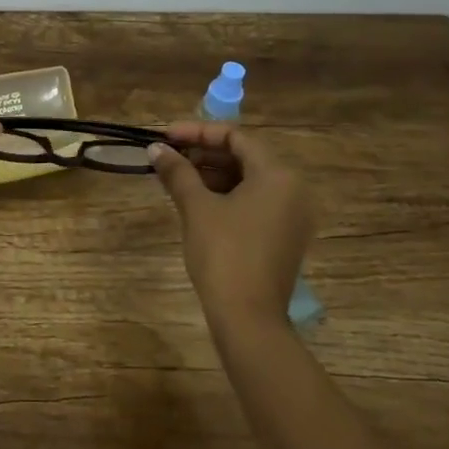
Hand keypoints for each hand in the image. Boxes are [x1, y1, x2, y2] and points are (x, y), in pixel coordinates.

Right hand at [149, 121, 314, 326]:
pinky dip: (226, 195)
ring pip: (248, 180)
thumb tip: (156, 148)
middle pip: (245, 157)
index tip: (166, 136)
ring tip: (175, 177)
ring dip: (212, 174)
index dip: (198, 132)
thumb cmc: (223, 253)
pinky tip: (195, 200)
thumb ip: (177, 172)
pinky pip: (254, 202)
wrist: (248, 316)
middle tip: (168, 156)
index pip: (236, 137)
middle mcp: (292, 189)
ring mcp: (291, 215)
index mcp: (277, 175)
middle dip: (204, 153)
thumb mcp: (196, 207)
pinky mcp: (283, 236)